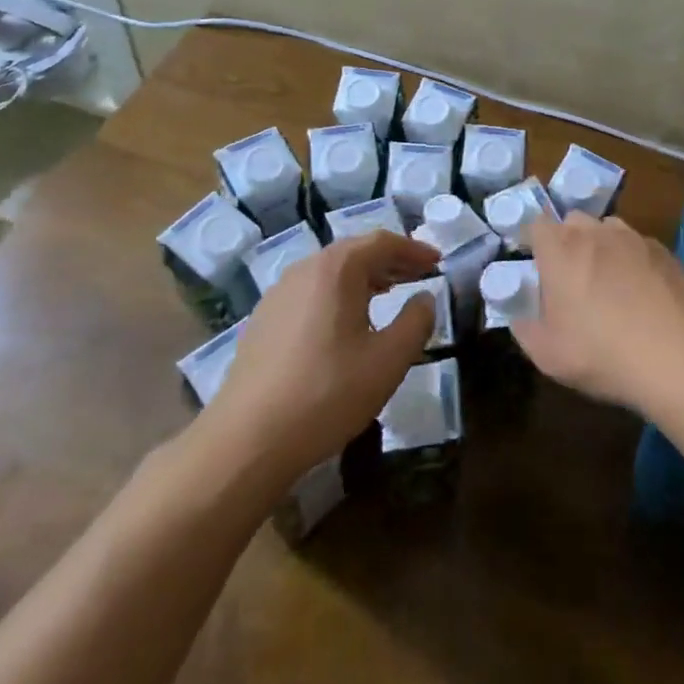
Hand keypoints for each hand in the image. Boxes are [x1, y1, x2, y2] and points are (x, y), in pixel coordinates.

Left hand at [188, 232, 438, 484]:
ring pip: (331, 272)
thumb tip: (425, 298)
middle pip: (355, 252)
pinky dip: (339, 295)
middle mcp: (305, 270)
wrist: (247, 441)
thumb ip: (416, 322)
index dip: (414, 249)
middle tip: (419, 275)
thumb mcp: (388, 360)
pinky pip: (311, 292)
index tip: (437, 262)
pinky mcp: (263, 321)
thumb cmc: (327, 393)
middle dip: (390, 261)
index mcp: (337, 269)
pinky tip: (346, 323)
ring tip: (388, 294)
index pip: (383, 242)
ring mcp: (278, 294)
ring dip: (364, 277)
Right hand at [513, 213, 683, 416]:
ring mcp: (633, 238)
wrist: (677, 355)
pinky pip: (639, 245)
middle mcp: (595, 233)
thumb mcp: (548, 355)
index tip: (537, 265)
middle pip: (574, 221)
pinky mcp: (664, 251)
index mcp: (560, 250)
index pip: (537, 225)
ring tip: (609, 281)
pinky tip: (643, 292)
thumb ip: (525, 329)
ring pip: (609, 228)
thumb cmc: (601, 352)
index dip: (534, 242)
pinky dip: (634, 260)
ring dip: (602, 246)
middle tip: (571, 277)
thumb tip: (520, 317)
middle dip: (568, 241)